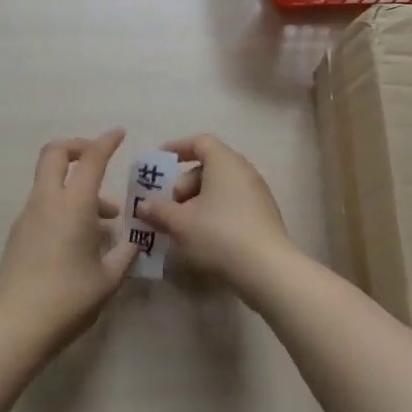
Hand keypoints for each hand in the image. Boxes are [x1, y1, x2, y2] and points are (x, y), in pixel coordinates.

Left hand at [0, 129, 138, 352]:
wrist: (16, 327)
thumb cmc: (68, 300)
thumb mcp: (108, 279)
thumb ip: (125, 255)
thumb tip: (135, 242)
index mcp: (73, 205)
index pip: (91, 159)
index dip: (106, 142)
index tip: (119, 134)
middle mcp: (46, 201)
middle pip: (55, 153)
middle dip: (78, 147)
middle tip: (99, 161)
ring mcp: (27, 216)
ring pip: (50, 181)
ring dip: (75, 185)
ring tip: (104, 220)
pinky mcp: (18, 233)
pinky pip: (43, 204)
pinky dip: (63, 205)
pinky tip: (80, 238)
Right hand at [133, 135, 294, 292]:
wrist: (267, 269)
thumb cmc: (218, 234)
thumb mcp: (180, 222)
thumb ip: (159, 210)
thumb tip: (144, 205)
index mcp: (225, 162)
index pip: (200, 142)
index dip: (178, 148)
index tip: (160, 162)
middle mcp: (244, 171)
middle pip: (209, 166)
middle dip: (184, 183)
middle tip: (169, 205)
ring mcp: (258, 194)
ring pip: (221, 188)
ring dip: (197, 202)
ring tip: (182, 225)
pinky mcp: (264, 217)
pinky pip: (233, 204)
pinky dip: (214, 213)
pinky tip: (202, 237)